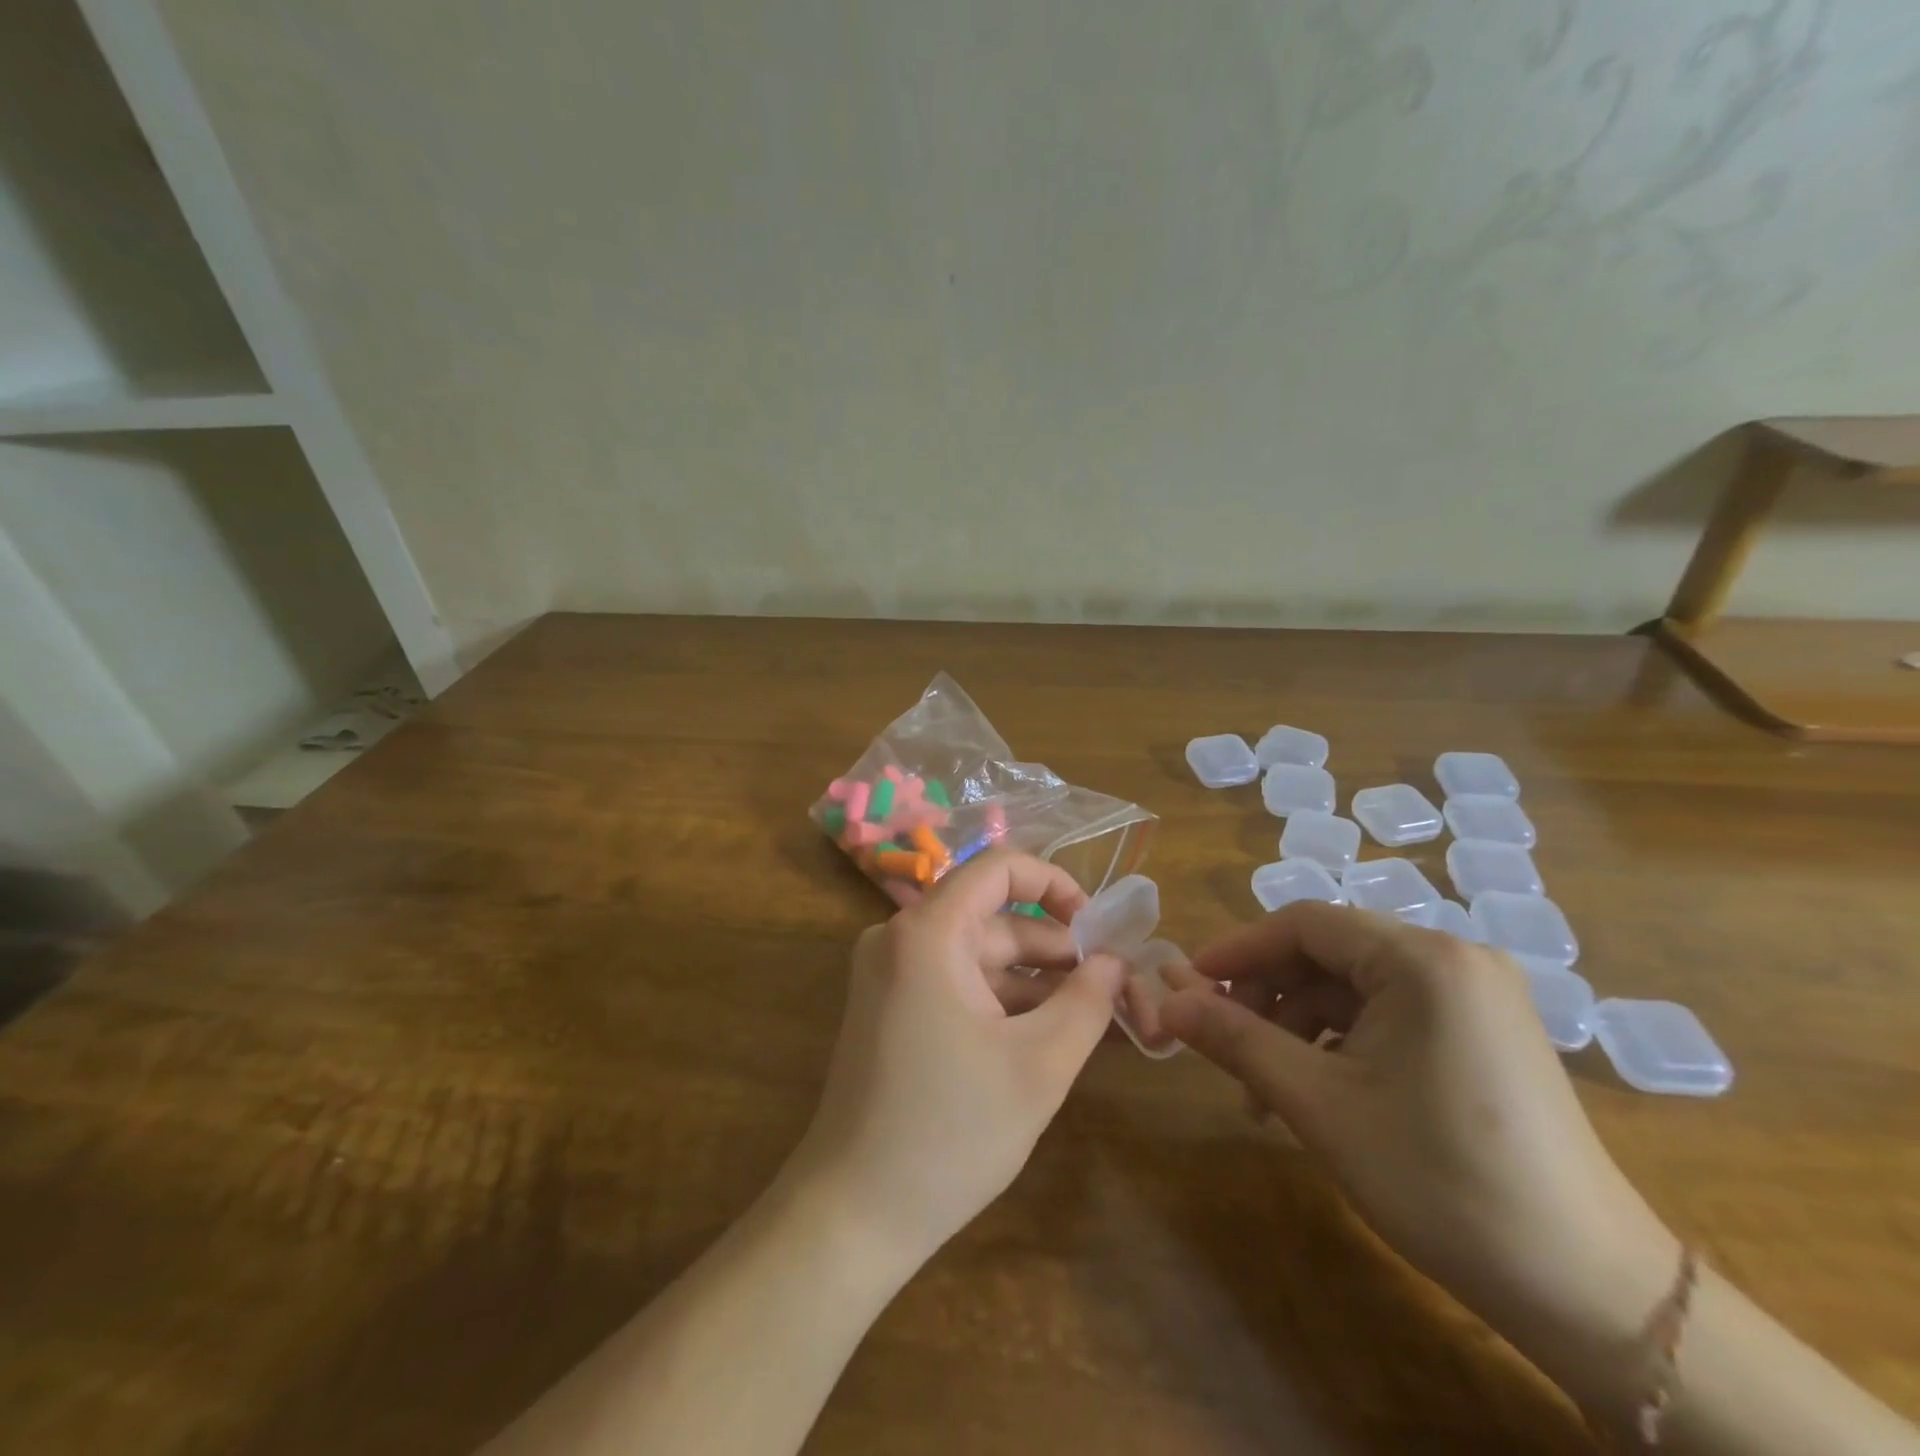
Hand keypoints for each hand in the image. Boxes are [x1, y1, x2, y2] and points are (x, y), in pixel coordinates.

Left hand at [782, 851, 1126, 1265]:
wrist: (853, 1214)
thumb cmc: (949, 1133)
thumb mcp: (1039, 1065)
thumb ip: (1087, 1001)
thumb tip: (1116, 961)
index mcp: (928, 933)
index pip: (999, 868)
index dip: (1056, 884)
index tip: (1098, 929)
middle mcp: (902, 938)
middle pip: (995, 920)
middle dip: (1057, 951)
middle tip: (1116, 988)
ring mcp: (892, 974)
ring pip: (980, 958)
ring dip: (1035, 984)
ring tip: (1096, 1017)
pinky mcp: (891, 1007)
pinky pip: (959, 985)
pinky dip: (1003, 1003)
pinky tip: (1050, 1035)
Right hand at [1152, 903, 1677, 1357]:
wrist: (1590, 1293)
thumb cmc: (1440, 1181)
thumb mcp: (1318, 1104)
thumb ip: (1234, 1038)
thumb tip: (1163, 1000)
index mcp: (1422, 958)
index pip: (1303, 923)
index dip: (1237, 951)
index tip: (1187, 985)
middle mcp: (1454, 957)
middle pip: (1328, 952)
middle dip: (1267, 996)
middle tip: (1223, 1045)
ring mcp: (1476, 994)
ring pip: (1355, 986)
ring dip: (1299, 1026)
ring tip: (1266, 1093)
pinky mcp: (1484, 1030)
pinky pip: (1390, 1012)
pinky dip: (1341, 1041)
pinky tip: (1319, 1092)